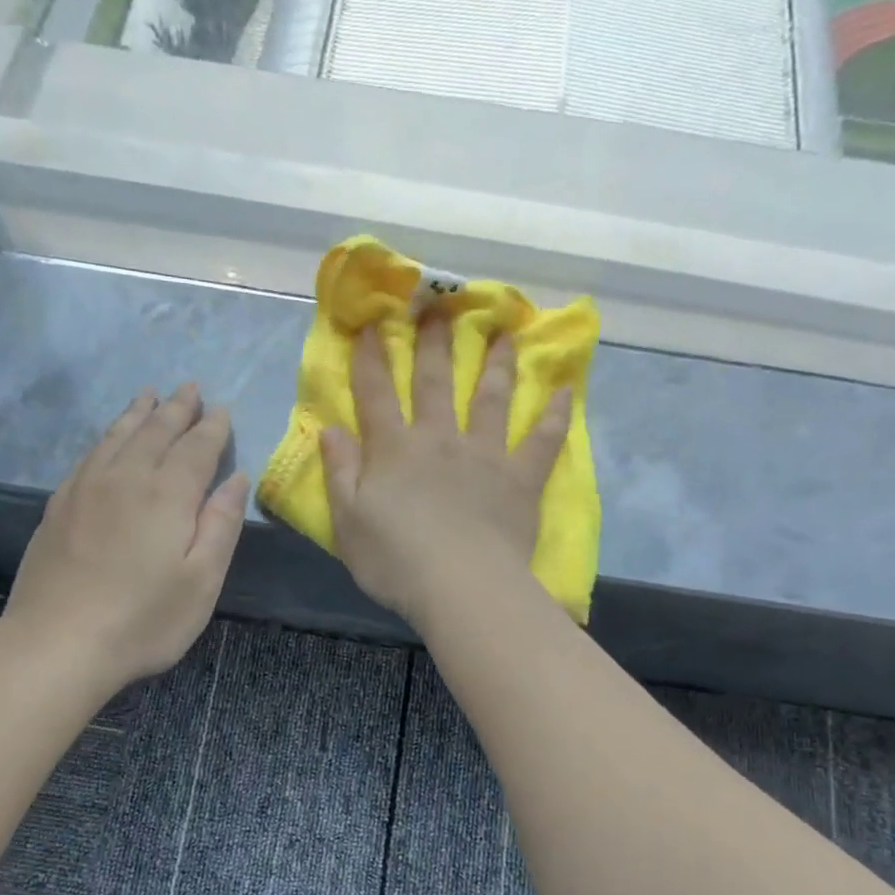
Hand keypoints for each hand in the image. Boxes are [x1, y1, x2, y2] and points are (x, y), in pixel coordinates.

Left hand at [2, 383, 247, 691]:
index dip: (212, 429)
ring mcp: (86, 489)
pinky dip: (106, 437)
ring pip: (117, 436)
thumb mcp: (201, 581)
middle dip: (176, 409)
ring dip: (138, 414)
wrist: (57, 643)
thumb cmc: (143, 619)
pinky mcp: (59, 506)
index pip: (196, 448)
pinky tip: (109, 440)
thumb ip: (221, 525)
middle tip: (189, 388)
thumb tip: (236, 479)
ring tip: (149, 396)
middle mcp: (126, 478)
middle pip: (155, 432)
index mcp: (167, 494)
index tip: (222, 411)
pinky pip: (89, 455)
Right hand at [320, 321, 569, 627]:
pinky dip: (554, 415)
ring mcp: (485, 455)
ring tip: (504, 333)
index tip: (373, 324)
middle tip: (440, 307)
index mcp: (393, 450)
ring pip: (490, 398)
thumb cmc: (395, 561)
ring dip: (496, 363)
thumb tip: (329, 430)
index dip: (372, 358)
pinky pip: (542, 440)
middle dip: (434, 343)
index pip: (376, 394)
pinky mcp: (520, 478)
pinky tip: (565, 391)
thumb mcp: (348, 522)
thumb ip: (339, 473)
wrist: (461, 587)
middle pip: (435, 382)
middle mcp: (439, 439)